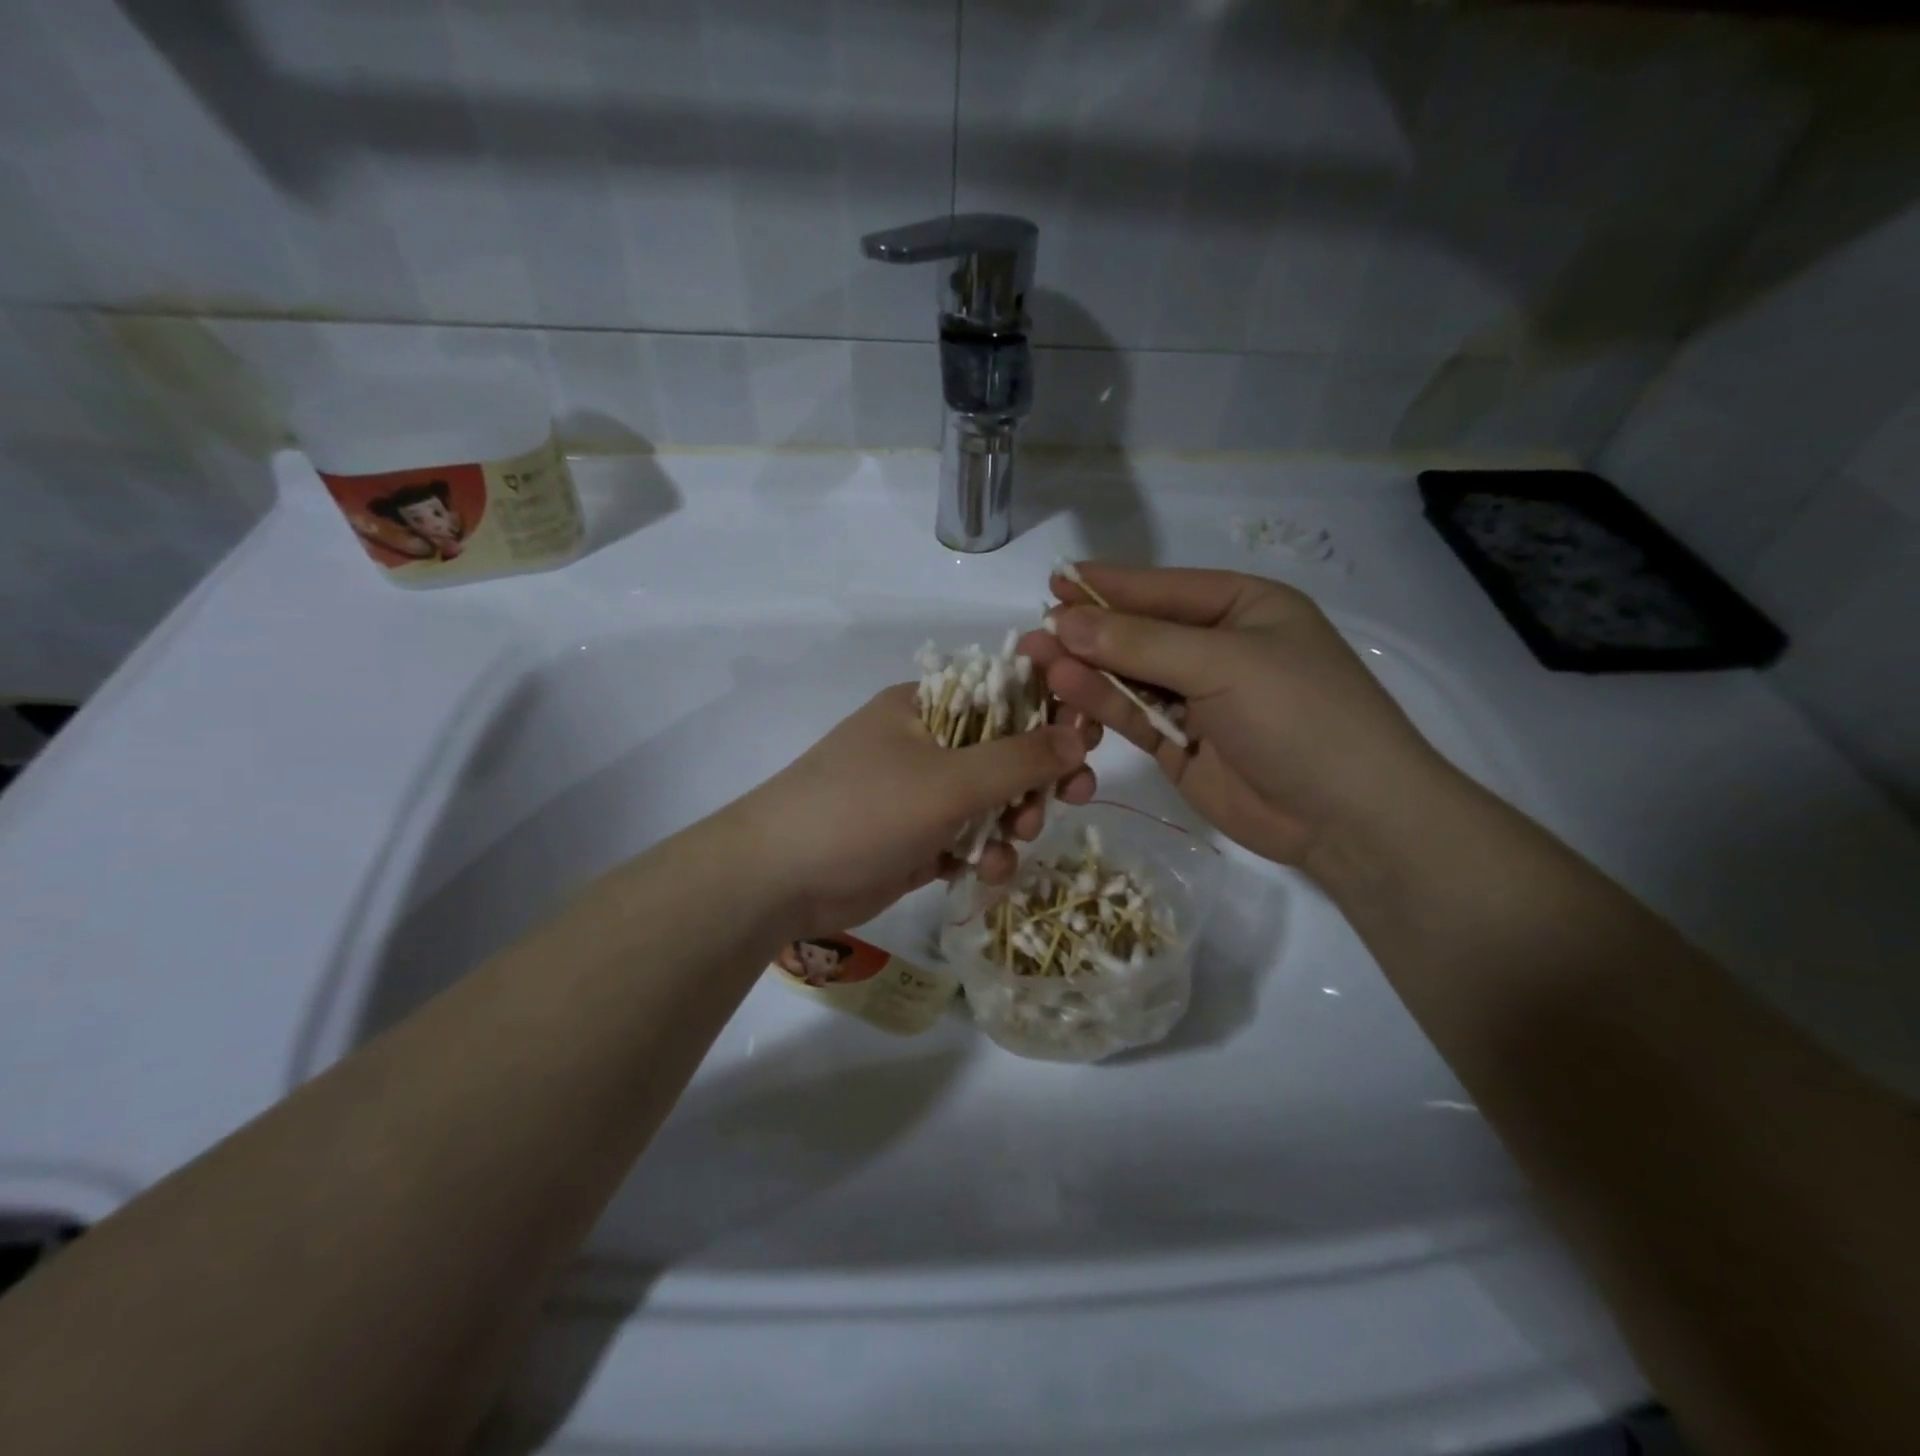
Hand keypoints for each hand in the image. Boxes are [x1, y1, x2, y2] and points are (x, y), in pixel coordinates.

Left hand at [730, 684, 1097, 938]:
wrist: (778, 879)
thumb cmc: (863, 810)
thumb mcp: (948, 781)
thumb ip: (1019, 759)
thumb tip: (1079, 735)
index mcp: (926, 707)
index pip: (1003, 693)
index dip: (1050, 712)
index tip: (1087, 738)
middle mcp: (925, 743)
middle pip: (1004, 751)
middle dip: (1036, 779)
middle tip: (1071, 796)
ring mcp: (919, 795)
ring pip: (990, 801)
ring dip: (1011, 822)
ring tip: (1012, 844)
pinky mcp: (916, 840)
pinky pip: (968, 839)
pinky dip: (984, 854)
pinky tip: (986, 874)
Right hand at [1020, 564, 1444, 871]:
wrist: (1347, 817)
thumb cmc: (1299, 715)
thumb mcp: (1223, 664)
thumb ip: (1139, 644)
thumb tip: (1064, 622)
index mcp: (1241, 607)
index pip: (1161, 588)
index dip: (1107, 586)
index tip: (1054, 582)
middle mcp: (1215, 646)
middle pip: (1138, 633)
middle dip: (1088, 633)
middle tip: (1034, 634)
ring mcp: (1196, 697)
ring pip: (1127, 676)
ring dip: (1086, 670)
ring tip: (1037, 663)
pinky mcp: (1179, 743)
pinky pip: (1131, 715)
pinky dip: (1100, 705)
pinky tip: (1067, 692)